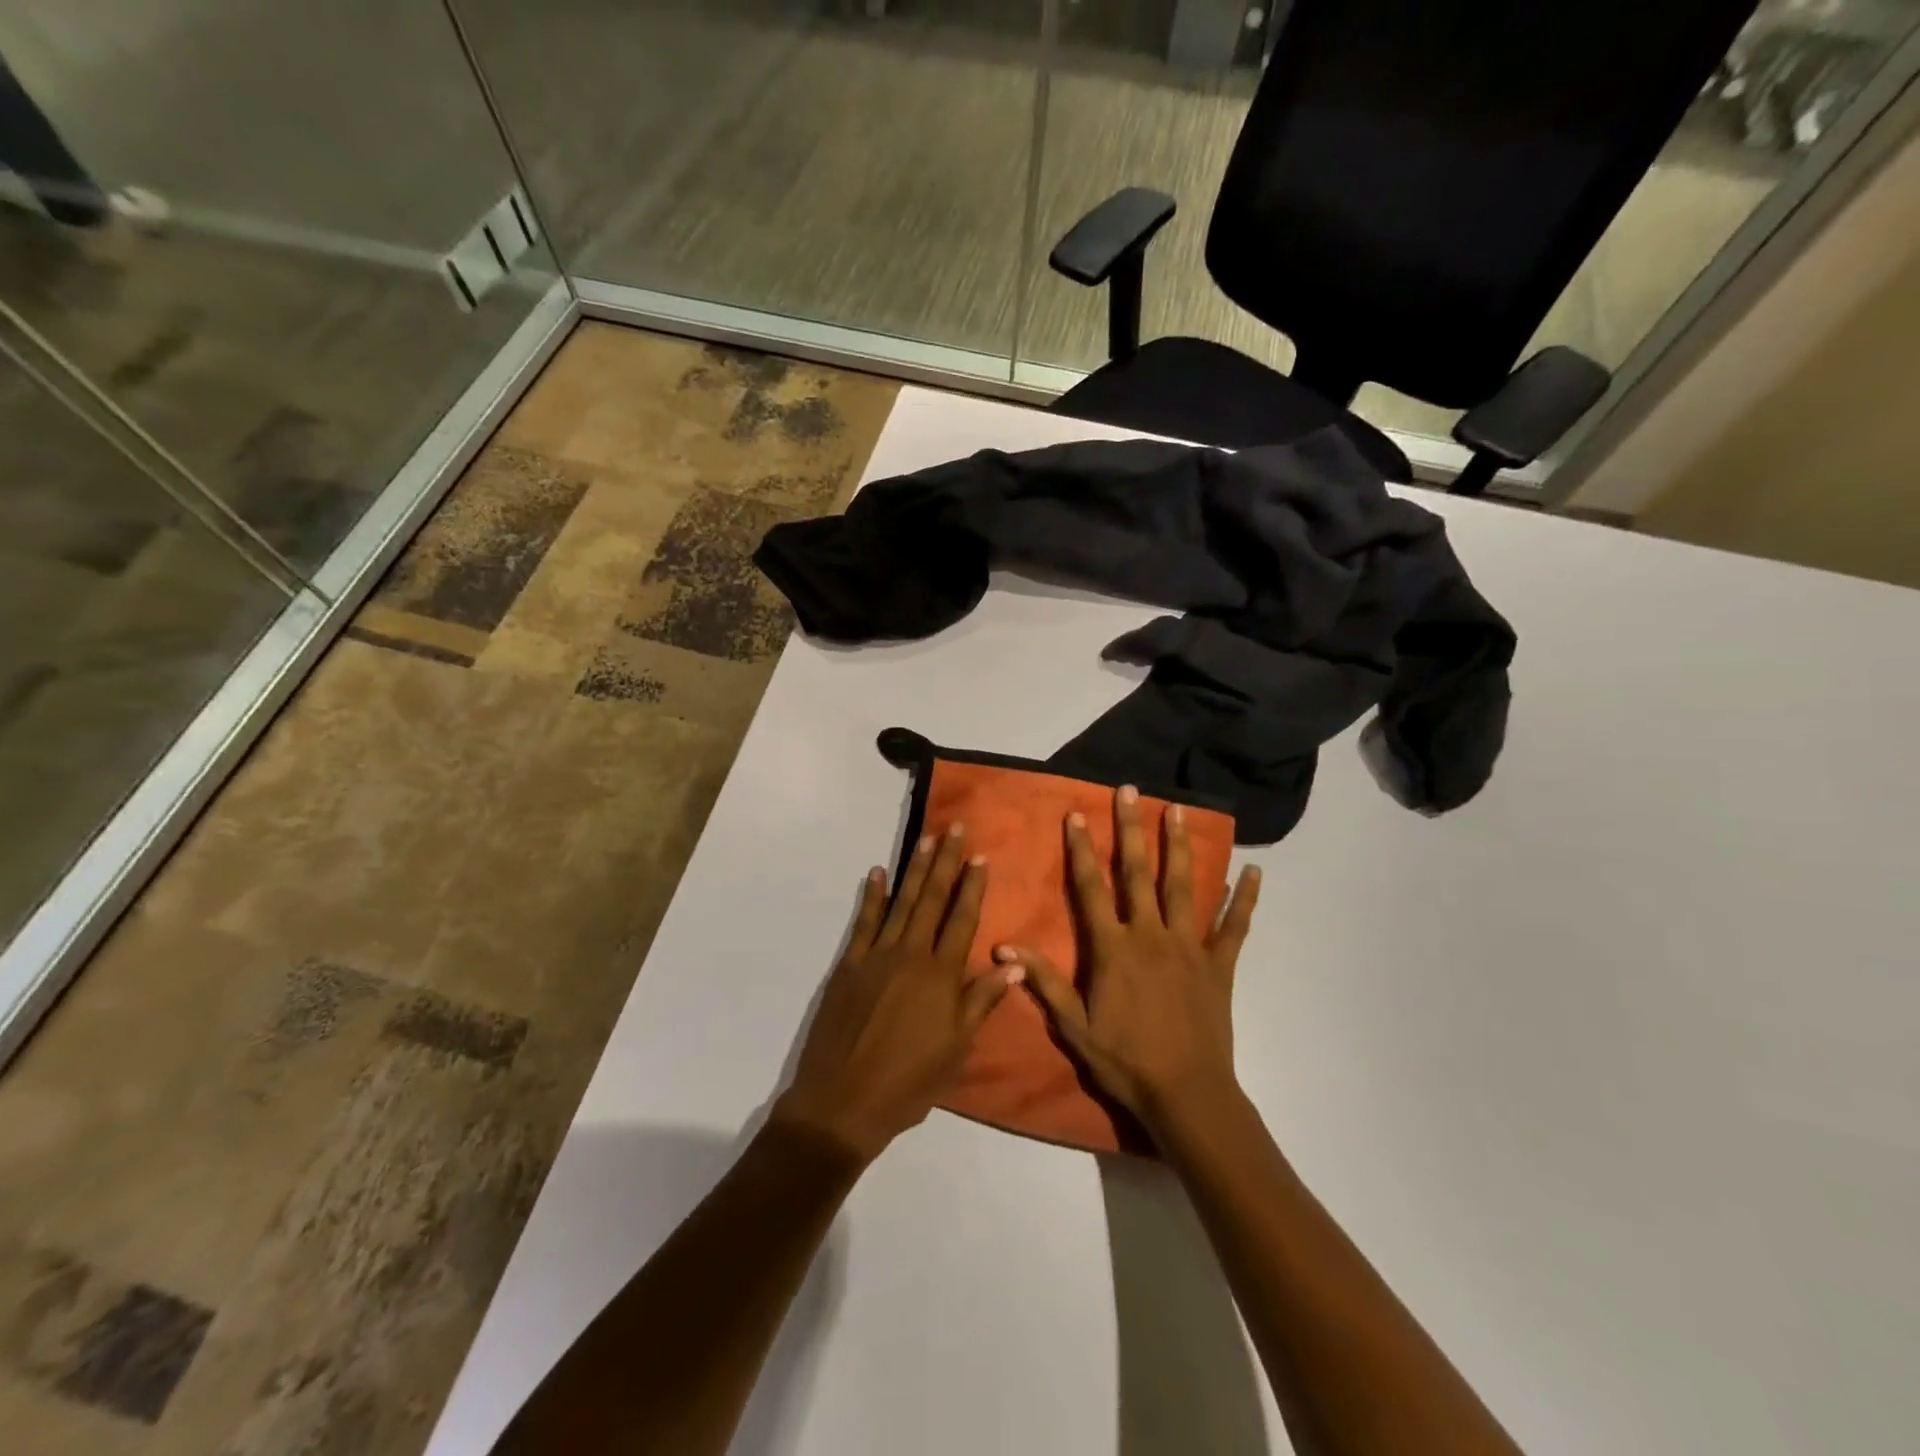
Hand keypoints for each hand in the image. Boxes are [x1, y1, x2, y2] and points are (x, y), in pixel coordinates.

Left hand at [774, 825, 1019, 1163]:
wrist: (844, 1101)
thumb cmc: (909, 1083)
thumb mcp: (956, 1050)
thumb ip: (981, 1002)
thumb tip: (1012, 963)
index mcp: (941, 976)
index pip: (962, 919)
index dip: (972, 886)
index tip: (980, 856)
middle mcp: (911, 955)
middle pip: (932, 899)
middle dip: (945, 862)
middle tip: (954, 828)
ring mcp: (877, 956)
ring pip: (901, 902)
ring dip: (915, 868)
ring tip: (926, 838)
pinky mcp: (850, 964)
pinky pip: (864, 922)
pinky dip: (872, 895)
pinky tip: (877, 872)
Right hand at [998, 785, 1259, 1139]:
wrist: (1186, 1094)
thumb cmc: (1125, 1061)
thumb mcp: (1074, 1026)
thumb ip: (1044, 981)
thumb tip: (1005, 946)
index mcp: (1113, 948)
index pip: (1092, 889)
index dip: (1082, 851)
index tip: (1077, 815)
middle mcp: (1150, 935)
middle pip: (1138, 873)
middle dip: (1132, 830)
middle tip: (1130, 791)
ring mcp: (1188, 947)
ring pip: (1183, 887)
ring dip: (1179, 847)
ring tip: (1179, 810)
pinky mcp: (1219, 965)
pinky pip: (1234, 927)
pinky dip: (1244, 899)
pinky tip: (1254, 870)